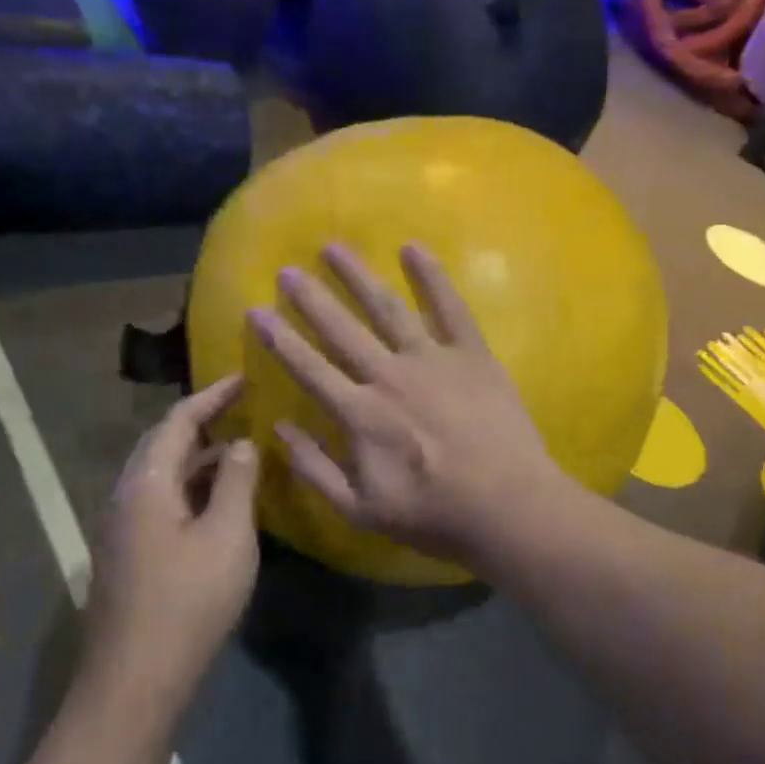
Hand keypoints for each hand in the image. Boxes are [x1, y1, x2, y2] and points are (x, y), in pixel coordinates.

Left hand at [88, 376, 259, 681]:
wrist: (136, 678)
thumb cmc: (189, 601)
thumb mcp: (228, 536)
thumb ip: (236, 482)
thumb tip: (240, 443)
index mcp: (147, 484)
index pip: (177, 421)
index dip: (211, 396)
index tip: (243, 378)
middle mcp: (126, 496)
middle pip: (161, 443)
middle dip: (200, 420)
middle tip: (240, 408)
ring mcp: (122, 527)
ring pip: (161, 475)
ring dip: (197, 456)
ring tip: (237, 450)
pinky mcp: (128, 554)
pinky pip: (161, 500)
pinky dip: (191, 486)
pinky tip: (218, 501)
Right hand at [246, 243, 569, 565]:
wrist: (508, 507)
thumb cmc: (434, 516)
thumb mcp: (361, 510)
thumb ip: (315, 469)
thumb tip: (280, 428)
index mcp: (361, 414)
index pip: (309, 368)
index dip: (279, 339)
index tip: (256, 310)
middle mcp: (390, 376)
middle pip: (342, 329)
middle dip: (311, 299)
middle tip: (288, 269)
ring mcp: (434, 360)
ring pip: (388, 308)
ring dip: (358, 276)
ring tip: (334, 247)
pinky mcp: (473, 355)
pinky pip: (451, 307)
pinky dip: (432, 276)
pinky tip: (413, 248)